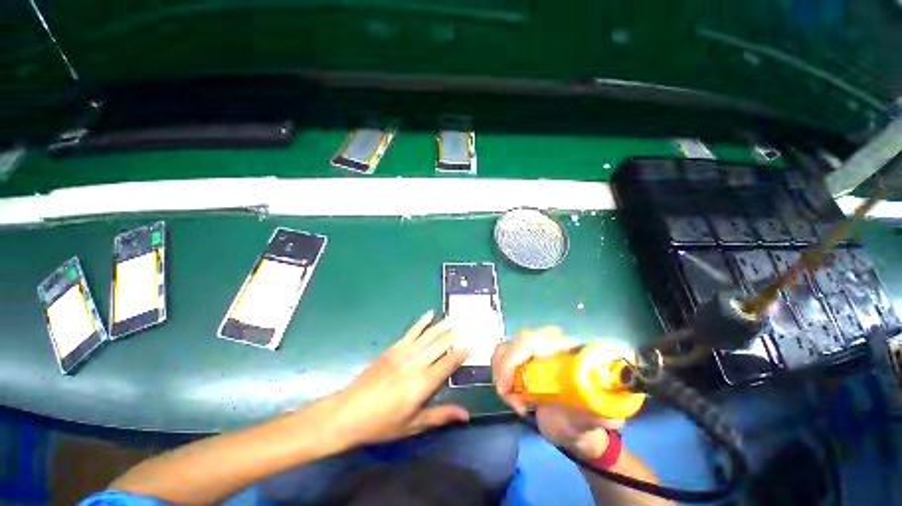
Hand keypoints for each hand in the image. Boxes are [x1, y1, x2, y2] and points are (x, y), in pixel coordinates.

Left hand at [324, 311, 469, 448]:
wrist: (349, 413)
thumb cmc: (382, 423)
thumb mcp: (413, 425)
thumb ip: (440, 416)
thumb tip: (466, 415)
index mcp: (422, 383)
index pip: (448, 363)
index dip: (460, 353)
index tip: (471, 344)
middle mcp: (416, 363)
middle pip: (440, 344)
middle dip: (454, 334)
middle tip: (467, 325)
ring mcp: (403, 352)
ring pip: (429, 334)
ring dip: (442, 325)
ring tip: (455, 317)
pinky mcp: (393, 348)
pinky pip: (411, 331)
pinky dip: (422, 322)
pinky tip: (430, 313)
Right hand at [492, 328, 623, 458]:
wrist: (572, 425)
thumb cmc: (585, 422)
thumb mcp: (594, 420)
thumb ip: (600, 411)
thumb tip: (599, 404)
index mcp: (568, 349)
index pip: (530, 340)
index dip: (513, 360)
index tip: (509, 391)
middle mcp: (549, 340)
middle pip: (514, 343)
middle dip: (506, 372)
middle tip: (512, 401)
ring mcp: (533, 346)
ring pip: (504, 349)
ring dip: (501, 376)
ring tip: (515, 402)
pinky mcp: (522, 354)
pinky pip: (501, 356)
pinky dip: (500, 375)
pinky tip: (511, 394)